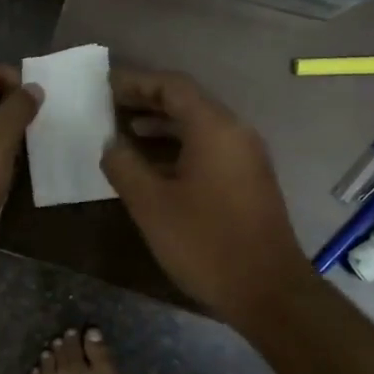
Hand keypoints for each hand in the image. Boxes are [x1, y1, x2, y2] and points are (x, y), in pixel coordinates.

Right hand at [100, 68, 315, 329]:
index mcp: (214, 128)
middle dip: (147, 102)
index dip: (137, 82)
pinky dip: (179, 148)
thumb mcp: (151, 204)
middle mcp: (236, 133)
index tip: (106, 87)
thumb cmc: (205, 242)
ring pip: (199, 127)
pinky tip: (154, 167)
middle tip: (110, 107)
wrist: (267, 290)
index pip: (173, 86)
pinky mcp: (249, 180)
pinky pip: (210, 148)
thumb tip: (111, 144)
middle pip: (188, 102)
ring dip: (162, 127)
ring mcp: (246, 157)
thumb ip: (124, 166)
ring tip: (125, 135)